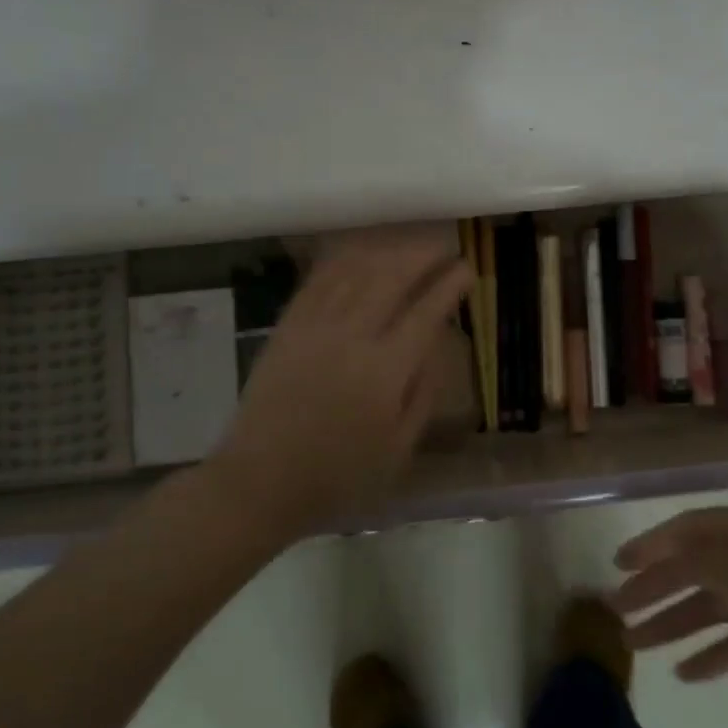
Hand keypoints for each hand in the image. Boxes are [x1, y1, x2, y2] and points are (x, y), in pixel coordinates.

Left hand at [214, 237, 469, 533]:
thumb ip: (424, 393)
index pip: (426, 312)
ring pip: (357, 270)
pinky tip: (361, 253)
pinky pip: (319, 279)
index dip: (450, 285)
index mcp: (385, 372)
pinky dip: (345, 260)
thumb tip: (438, 344)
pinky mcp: (287, 326)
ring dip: (388, 251)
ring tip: (409, 247)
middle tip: (444, 247)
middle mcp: (352, 337)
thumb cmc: (338, 476)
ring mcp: (315, 326)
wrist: (260, 481)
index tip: (467, 269)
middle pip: (392, 278)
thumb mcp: (399, 450)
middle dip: (423, 255)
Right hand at [612, 505, 727, 714]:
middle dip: (659, 588)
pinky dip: (718, 652)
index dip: (654, 544)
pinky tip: (690, 674)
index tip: (619, 566)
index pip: (693, 529)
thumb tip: (672, 551)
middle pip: (701, 566)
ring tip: (641, 646)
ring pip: (719, 603)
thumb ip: (711, 563)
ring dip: (680, 622)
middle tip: (620, 613)